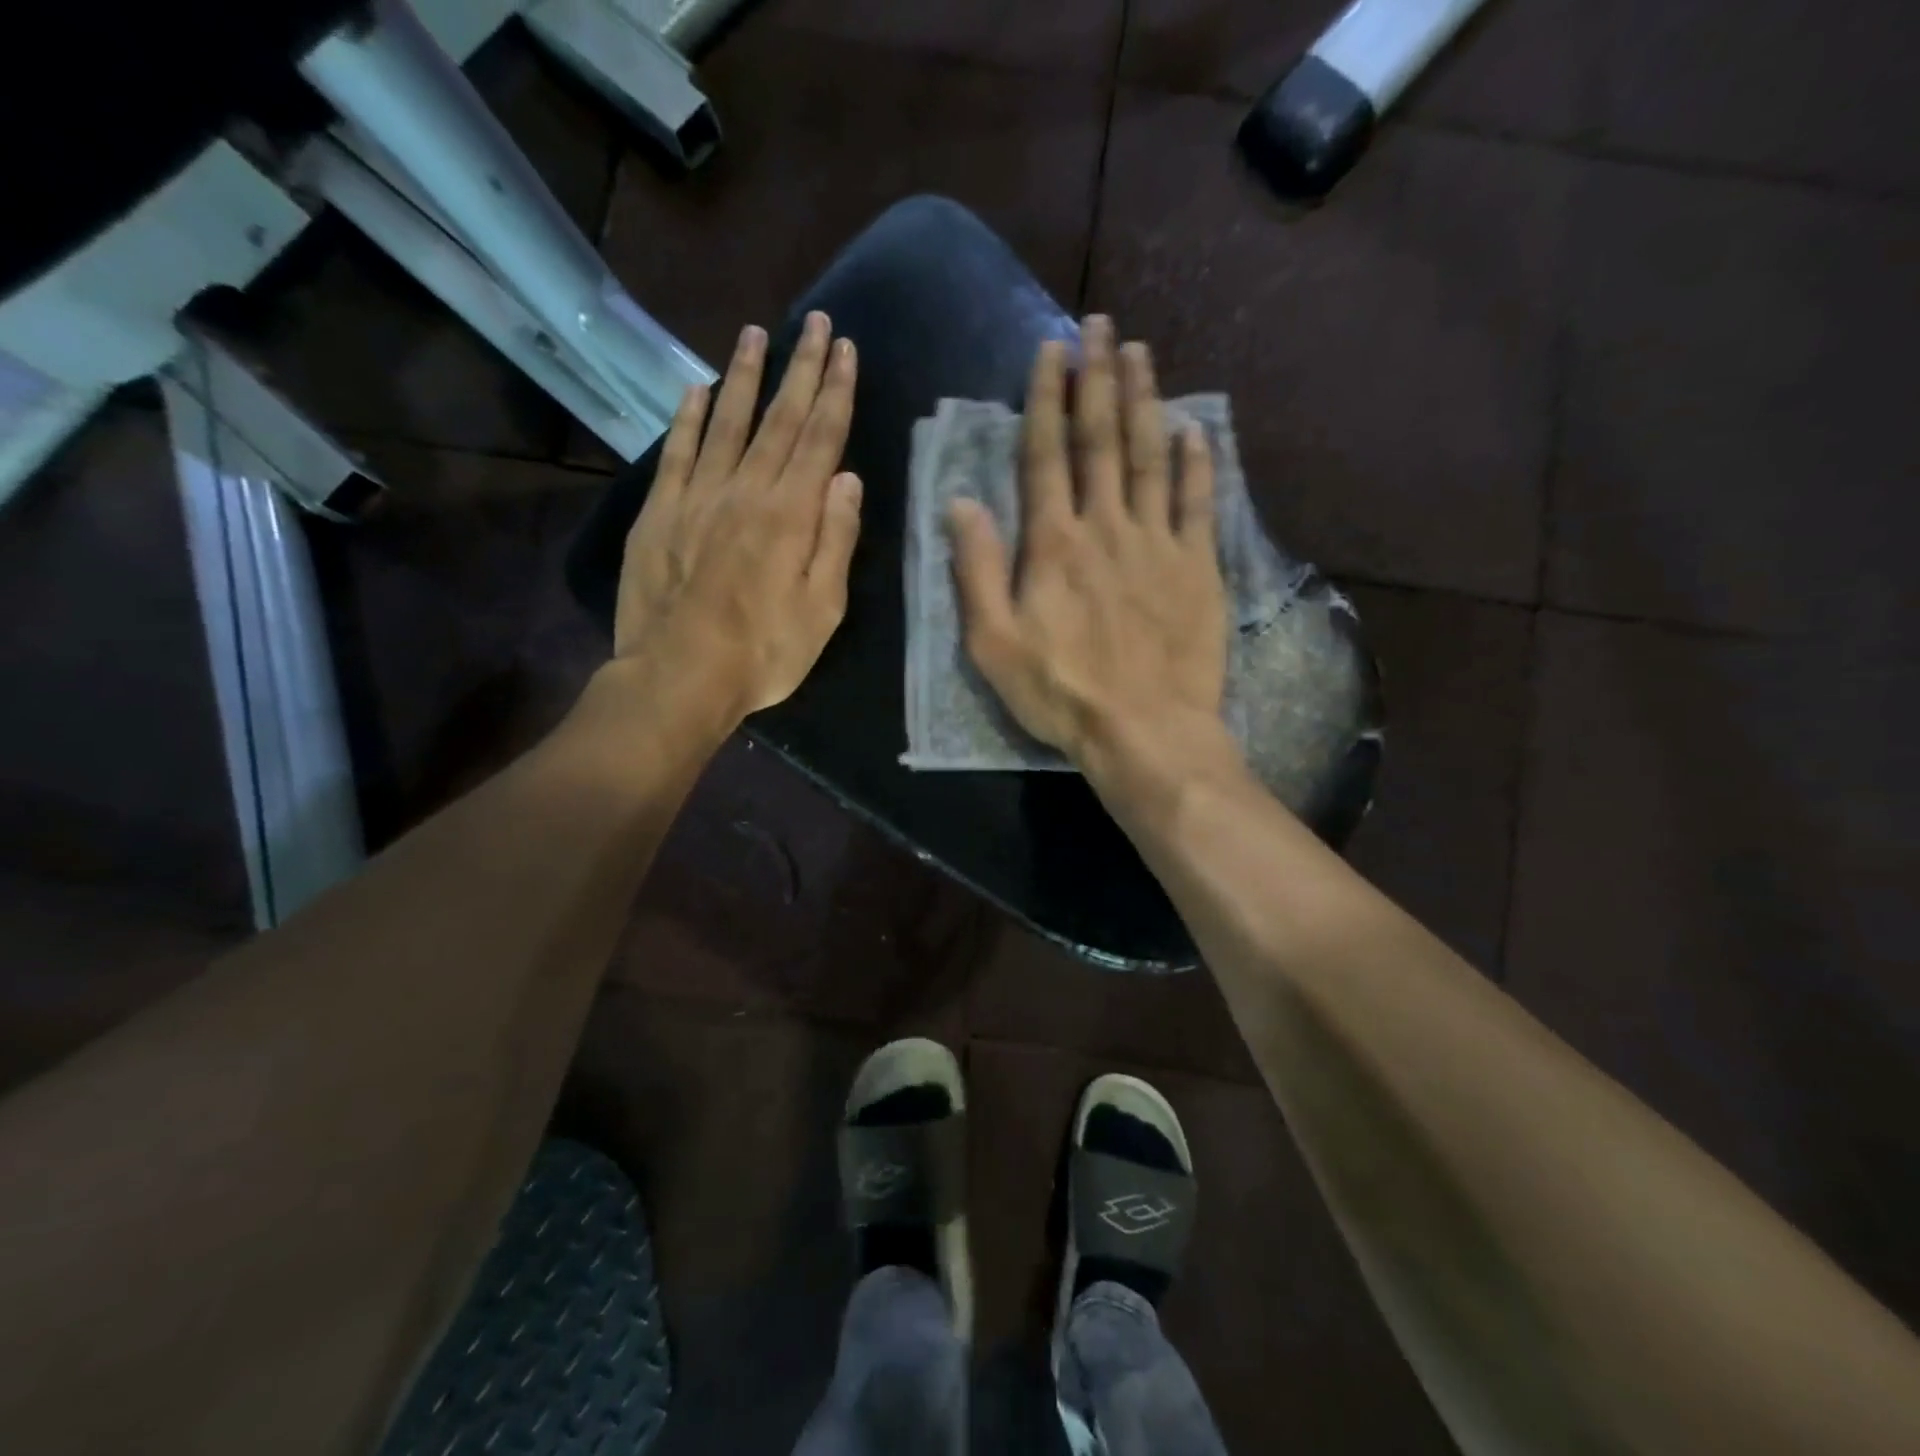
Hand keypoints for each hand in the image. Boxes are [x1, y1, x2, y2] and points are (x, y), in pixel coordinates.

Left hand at [614, 311, 861, 721]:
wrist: (680, 676)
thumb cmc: (764, 652)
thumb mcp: (822, 608)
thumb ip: (835, 539)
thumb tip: (846, 477)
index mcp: (791, 514)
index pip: (819, 438)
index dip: (834, 391)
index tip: (844, 348)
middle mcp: (746, 491)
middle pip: (778, 419)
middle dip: (800, 368)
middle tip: (814, 322)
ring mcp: (698, 497)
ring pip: (727, 422)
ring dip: (744, 376)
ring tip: (757, 334)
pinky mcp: (660, 512)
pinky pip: (677, 452)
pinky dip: (689, 417)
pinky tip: (698, 390)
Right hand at [948, 316, 1231, 779]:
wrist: (1145, 730)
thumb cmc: (1061, 692)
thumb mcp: (993, 643)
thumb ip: (977, 570)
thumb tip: (961, 502)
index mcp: (1053, 544)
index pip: (1047, 455)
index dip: (1047, 399)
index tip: (1051, 351)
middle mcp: (1106, 527)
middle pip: (1101, 440)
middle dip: (1097, 379)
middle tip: (1100, 326)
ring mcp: (1158, 543)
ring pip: (1149, 457)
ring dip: (1144, 401)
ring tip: (1140, 353)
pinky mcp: (1197, 566)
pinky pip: (1197, 502)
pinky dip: (1197, 462)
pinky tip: (1194, 429)